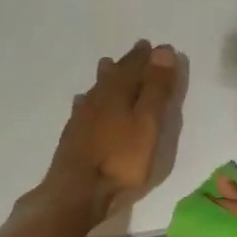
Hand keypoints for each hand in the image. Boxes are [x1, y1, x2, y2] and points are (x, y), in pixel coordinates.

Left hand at [39, 41, 180, 227]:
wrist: (77, 190)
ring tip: (108, 65)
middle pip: (115, 73)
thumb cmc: (121, 159)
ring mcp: (82, 116)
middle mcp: (98, 98)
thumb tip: (163, 50)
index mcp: (118, 92)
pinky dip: (89, 99)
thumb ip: (156, 89)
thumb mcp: (148, 124)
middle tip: (138, 50)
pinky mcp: (73, 134)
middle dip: (128, 62)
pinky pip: (83, 106)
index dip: (148, 57)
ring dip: (106, 76)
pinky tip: (84, 101)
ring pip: (96, 88)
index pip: (136, 66)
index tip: (159, 47)